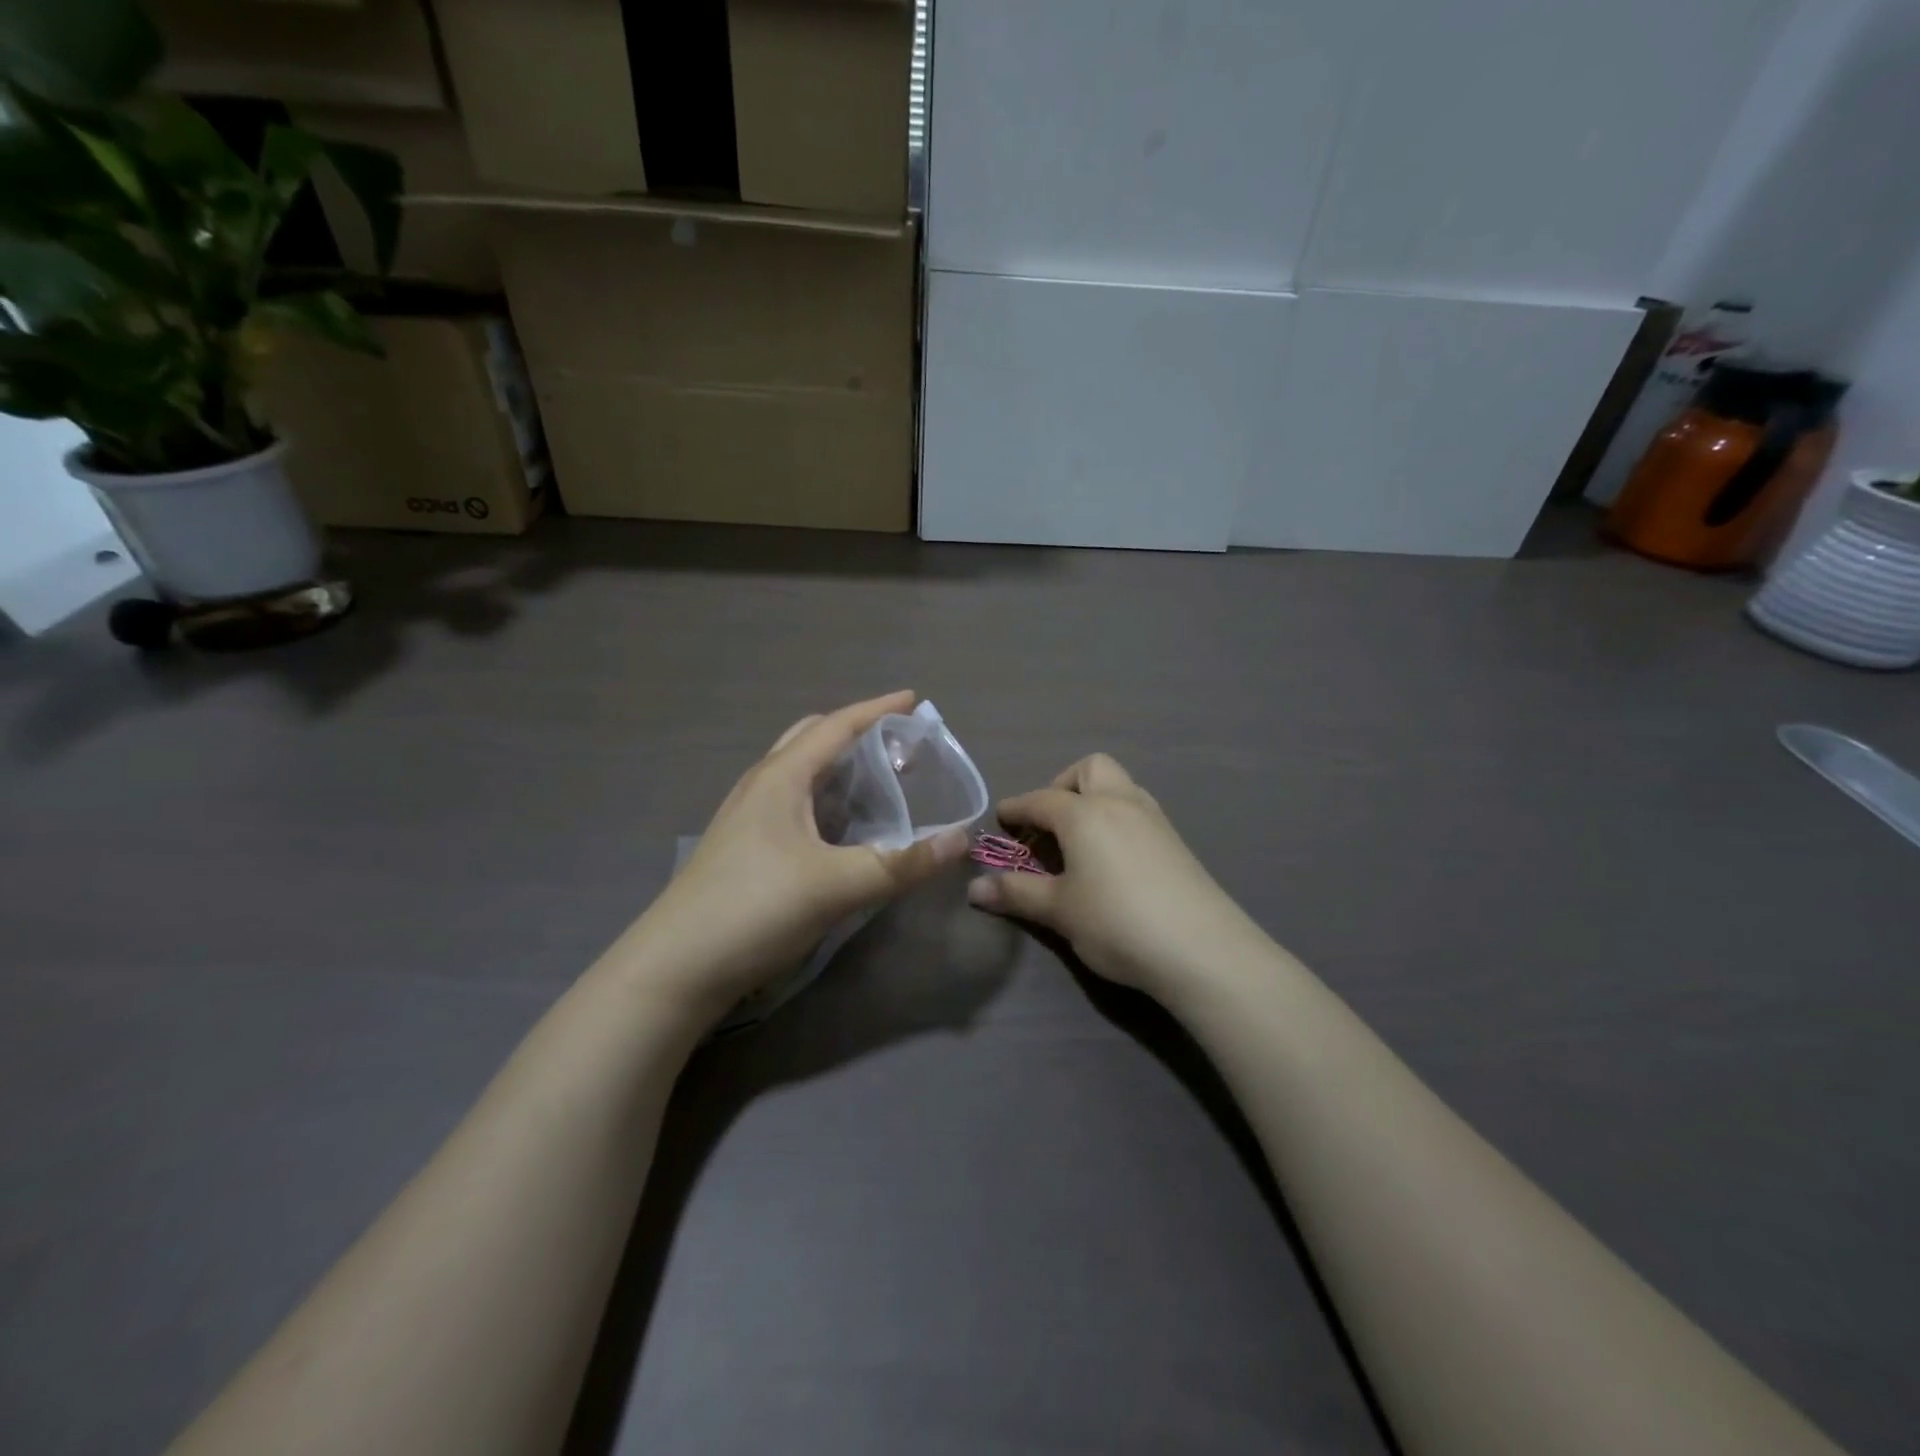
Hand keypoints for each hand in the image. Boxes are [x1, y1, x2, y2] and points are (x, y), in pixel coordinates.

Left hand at [628, 691, 969, 1021]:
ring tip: (878, 783)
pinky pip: (793, 804)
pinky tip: (841, 829)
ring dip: (840, 767)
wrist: (675, 969)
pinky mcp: (744, 848)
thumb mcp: (837, 886)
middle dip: (858, 735)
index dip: (878, 710)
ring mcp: (747, 817)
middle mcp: (761, 786)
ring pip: (800, 773)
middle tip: (899, 750)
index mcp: (781, 777)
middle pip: (813, 740)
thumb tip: (961, 840)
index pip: (837, 726)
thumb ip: (902, 863)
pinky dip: (825, 800)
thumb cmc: (755, 909)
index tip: (914, 701)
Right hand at [966, 754, 1266, 999]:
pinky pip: (1137, 810)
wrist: (1203, 949)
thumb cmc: (1117, 922)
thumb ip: (1016, 892)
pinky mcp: (1176, 841)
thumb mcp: (1059, 910)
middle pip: (1089, 769)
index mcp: (1085, 813)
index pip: (1041, 799)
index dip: (1016, 808)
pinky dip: (1116, 819)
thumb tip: (974, 887)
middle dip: (1063, 786)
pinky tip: (1112, 860)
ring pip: (1119, 786)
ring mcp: (1154, 819)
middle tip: (1049, 825)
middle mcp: (1120, 802)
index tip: (1001, 820)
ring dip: (1093, 800)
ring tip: (1078, 843)